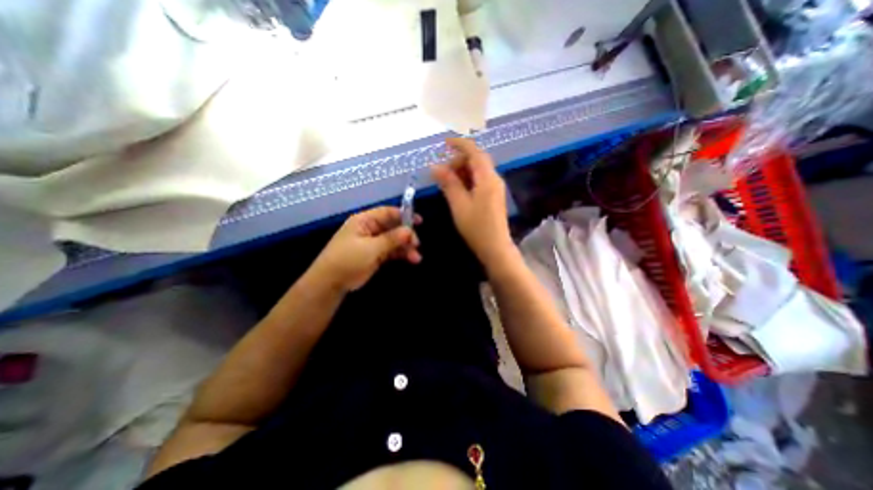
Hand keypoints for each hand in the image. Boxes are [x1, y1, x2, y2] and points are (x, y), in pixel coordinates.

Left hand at [312, 206, 420, 291]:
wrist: (330, 283)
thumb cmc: (348, 260)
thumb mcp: (371, 248)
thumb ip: (391, 239)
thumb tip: (409, 231)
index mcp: (364, 221)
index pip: (387, 213)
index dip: (404, 215)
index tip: (419, 221)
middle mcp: (370, 229)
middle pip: (393, 227)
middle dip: (406, 235)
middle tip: (417, 244)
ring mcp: (373, 242)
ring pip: (394, 240)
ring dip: (406, 247)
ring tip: (416, 258)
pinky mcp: (375, 254)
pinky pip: (391, 251)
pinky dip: (401, 254)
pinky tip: (411, 260)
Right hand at [430, 138, 512, 267]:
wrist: (495, 247)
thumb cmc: (476, 227)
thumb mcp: (459, 204)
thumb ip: (448, 183)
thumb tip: (435, 167)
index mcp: (487, 178)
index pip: (474, 152)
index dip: (459, 144)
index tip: (444, 143)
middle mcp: (494, 179)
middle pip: (476, 161)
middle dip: (458, 162)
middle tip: (442, 174)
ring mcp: (495, 188)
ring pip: (477, 172)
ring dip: (462, 172)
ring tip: (446, 183)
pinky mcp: (494, 197)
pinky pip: (479, 181)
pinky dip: (467, 181)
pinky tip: (457, 191)